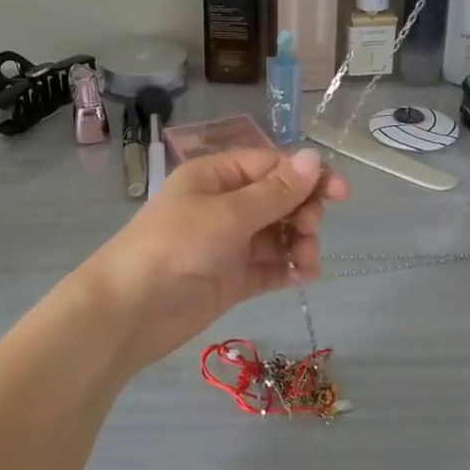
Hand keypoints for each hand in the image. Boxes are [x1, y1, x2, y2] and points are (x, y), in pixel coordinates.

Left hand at [82, 148, 349, 372]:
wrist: (129, 312)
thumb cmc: (175, 247)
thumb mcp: (227, 214)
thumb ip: (275, 191)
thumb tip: (314, 157)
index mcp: (216, 177)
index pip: (271, 166)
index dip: (307, 177)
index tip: (341, 194)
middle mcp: (224, 205)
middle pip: (279, 199)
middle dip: (302, 212)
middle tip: (309, 231)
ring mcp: (229, 243)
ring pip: (278, 234)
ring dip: (299, 243)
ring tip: (307, 262)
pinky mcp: (232, 278)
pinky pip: (270, 266)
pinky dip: (289, 269)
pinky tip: (304, 277)